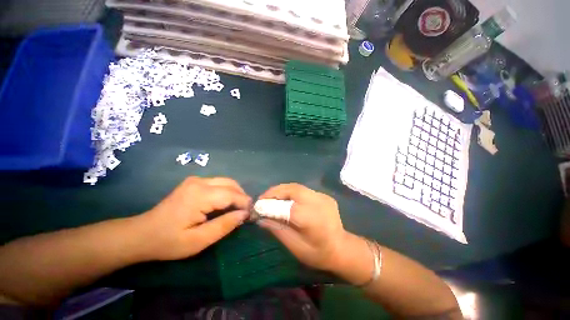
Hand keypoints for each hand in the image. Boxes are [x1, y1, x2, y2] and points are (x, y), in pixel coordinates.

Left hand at [138, 176, 250, 260]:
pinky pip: (218, 183)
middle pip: (231, 184)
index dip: (244, 203)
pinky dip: (227, 191)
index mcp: (200, 195)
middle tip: (246, 211)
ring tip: (238, 208)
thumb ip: (224, 225)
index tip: (252, 214)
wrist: (142, 234)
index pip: (232, 194)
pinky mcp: (194, 182)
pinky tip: (226, 203)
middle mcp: (200, 182)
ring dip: (236, 193)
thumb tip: (244, 214)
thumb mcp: (198, 241)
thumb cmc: (168, 241)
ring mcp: (196, 180)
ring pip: (226, 181)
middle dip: (242, 196)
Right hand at [258, 183, 347, 270]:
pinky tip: (286, 199)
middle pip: (293, 189)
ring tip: (271, 197)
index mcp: (313, 220)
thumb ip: (277, 229)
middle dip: (275, 191)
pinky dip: (291, 192)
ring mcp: (323, 197)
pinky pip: (303, 190)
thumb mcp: (295, 246)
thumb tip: (260, 218)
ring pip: (297, 187)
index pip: (287, 207)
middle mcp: (318, 203)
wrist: (342, 248)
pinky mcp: (324, 195)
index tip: (257, 206)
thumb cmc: (318, 253)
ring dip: (282, 190)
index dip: (270, 205)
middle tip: (263, 198)